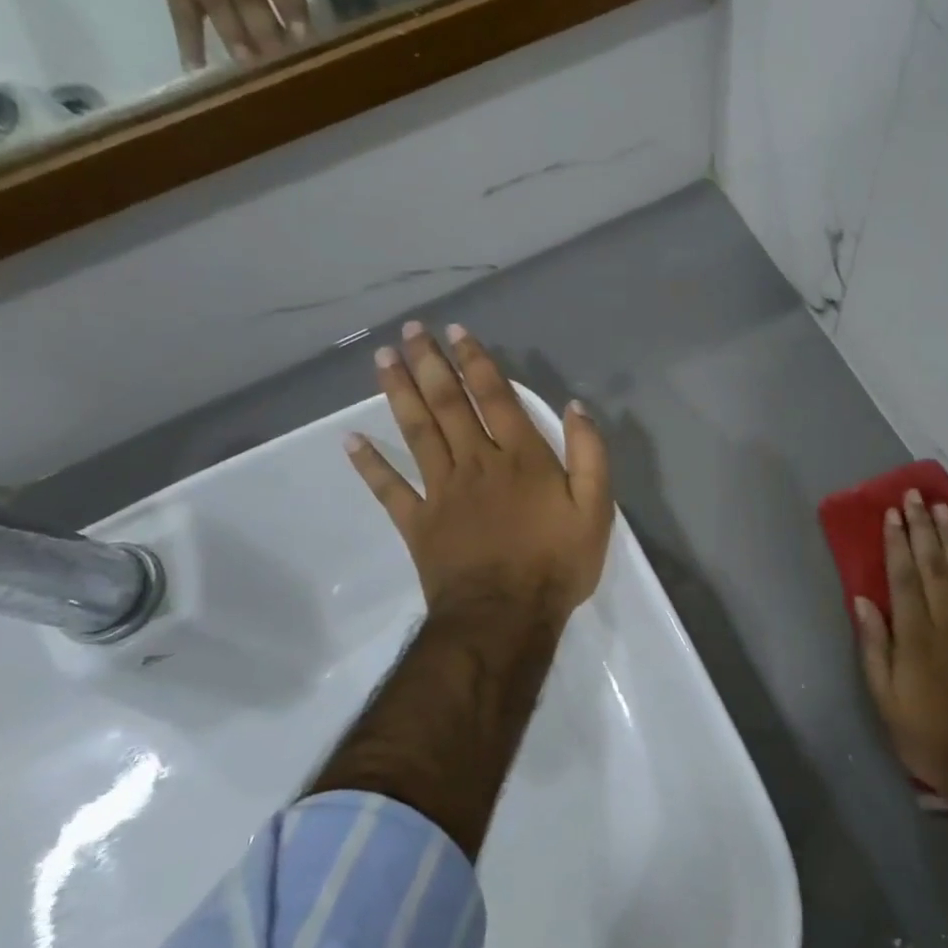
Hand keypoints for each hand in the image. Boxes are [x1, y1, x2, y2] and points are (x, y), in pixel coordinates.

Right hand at [111, 0, 331, 68]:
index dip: (292, 9)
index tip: (303, 35)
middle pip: (252, 4)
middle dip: (267, 34)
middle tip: (282, 61)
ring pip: (221, 13)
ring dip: (235, 40)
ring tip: (250, 66)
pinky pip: (181, 15)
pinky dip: (188, 41)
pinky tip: (197, 68)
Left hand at [346, 321, 612, 625]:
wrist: (506, 616)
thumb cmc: (557, 562)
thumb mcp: (596, 508)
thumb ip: (589, 454)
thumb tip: (576, 406)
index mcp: (520, 457)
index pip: (495, 397)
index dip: (476, 361)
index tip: (455, 330)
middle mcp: (476, 462)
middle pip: (448, 404)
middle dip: (429, 364)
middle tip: (409, 331)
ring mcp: (441, 491)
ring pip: (417, 432)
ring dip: (398, 393)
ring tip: (382, 359)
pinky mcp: (418, 522)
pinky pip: (389, 489)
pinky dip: (369, 464)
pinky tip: (351, 439)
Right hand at [855, 490, 947, 805]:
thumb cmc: (928, 736)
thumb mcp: (886, 700)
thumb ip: (875, 647)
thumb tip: (863, 601)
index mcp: (915, 635)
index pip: (904, 577)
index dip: (897, 543)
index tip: (892, 513)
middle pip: (934, 565)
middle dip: (922, 528)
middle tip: (915, 496)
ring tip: (943, 508)